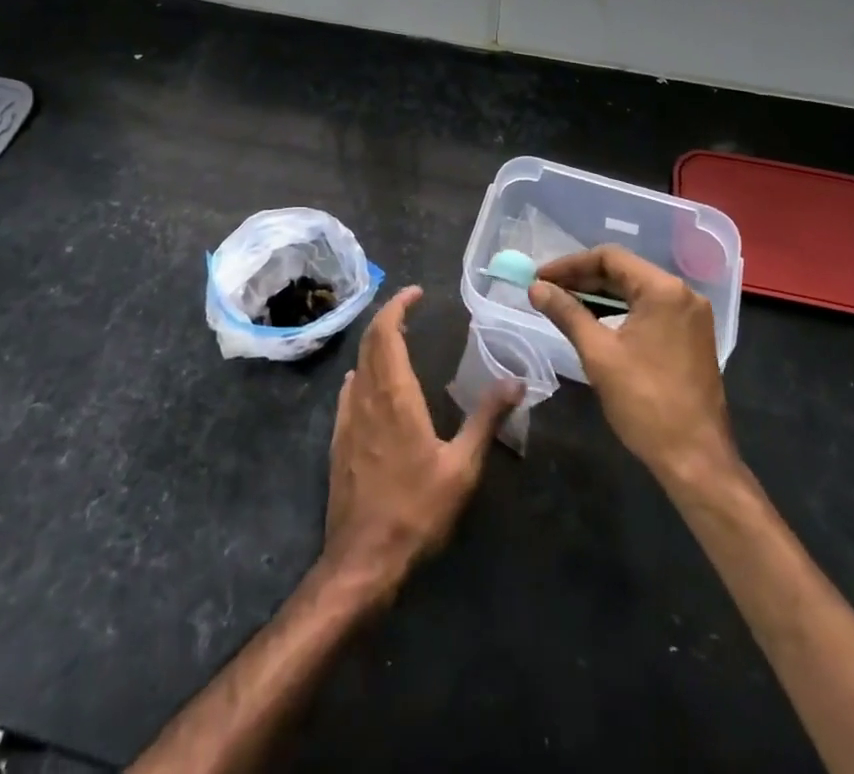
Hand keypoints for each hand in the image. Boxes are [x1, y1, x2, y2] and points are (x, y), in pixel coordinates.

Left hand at [322, 287, 520, 598]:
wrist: (362, 559)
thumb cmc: (416, 511)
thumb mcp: (462, 467)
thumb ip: (486, 419)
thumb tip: (516, 381)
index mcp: (394, 394)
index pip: (386, 332)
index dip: (398, 306)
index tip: (416, 293)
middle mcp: (366, 396)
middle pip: (369, 341)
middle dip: (388, 318)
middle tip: (411, 309)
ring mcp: (347, 418)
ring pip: (358, 364)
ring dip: (376, 344)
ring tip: (399, 340)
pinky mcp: (338, 439)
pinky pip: (349, 390)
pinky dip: (363, 371)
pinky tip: (373, 383)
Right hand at [529, 246, 737, 489]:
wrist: (696, 459)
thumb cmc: (645, 403)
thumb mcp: (598, 354)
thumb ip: (566, 313)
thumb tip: (536, 288)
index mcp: (663, 290)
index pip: (609, 258)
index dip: (570, 264)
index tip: (540, 277)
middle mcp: (682, 293)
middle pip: (624, 271)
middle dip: (582, 279)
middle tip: (546, 290)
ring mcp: (691, 315)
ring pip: (636, 291)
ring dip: (599, 296)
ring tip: (562, 304)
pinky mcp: (691, 336)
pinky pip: (649, 310)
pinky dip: (620, 311)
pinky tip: (593, 322)